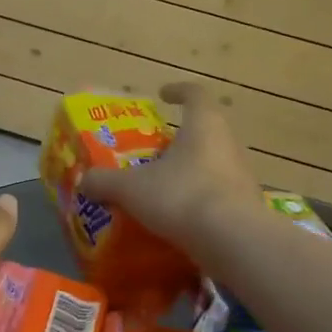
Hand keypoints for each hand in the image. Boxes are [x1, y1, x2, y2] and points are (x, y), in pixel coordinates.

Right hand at [79, 83, 261, 251]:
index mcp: (204, 125)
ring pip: (214, 163)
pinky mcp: (247, 206)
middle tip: (154, 151)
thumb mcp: (132, 188)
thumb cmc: (182, 196)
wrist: (234, 241)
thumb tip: (84, 181)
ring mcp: (242, 175)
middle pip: (205, 130)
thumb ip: (106, 182)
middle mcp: (228, 143)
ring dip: (191, 170)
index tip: (163, 94)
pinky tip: (181, 218)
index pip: (195, 94)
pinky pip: (220, 194)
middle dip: (180, 138)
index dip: (178, 91)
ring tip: (163, 187)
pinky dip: (201, 199)